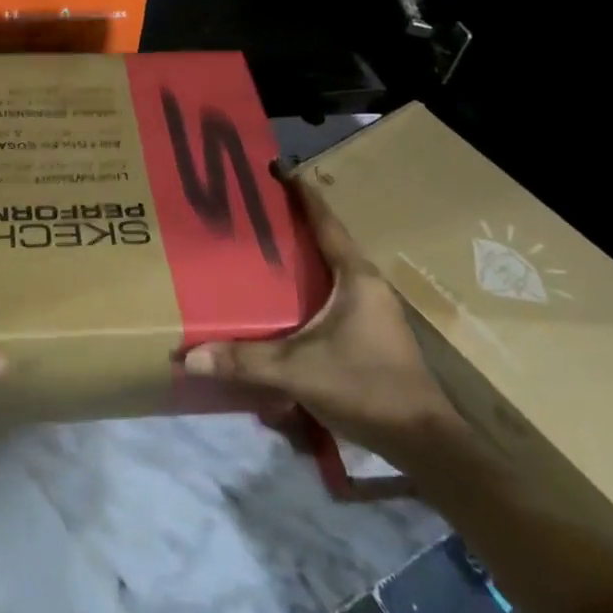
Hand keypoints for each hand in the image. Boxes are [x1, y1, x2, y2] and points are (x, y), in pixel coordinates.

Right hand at [182, 174, 464, 461]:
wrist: (423, 442)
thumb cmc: (365, 387)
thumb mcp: (298, 371)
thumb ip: (244, 361)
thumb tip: (189, 355)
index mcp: (355, 276)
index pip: (325, 220)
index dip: (300, 193)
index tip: (274, 169)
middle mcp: (367, 284)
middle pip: (326, 239)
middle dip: (293, 223)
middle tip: (253, 209)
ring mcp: (373, 308)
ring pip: (331, 268)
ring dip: (302, 256)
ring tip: (263, 246)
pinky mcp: (371, 331)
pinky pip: (334, 292)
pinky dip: (310, 284)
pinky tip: (285, 297)